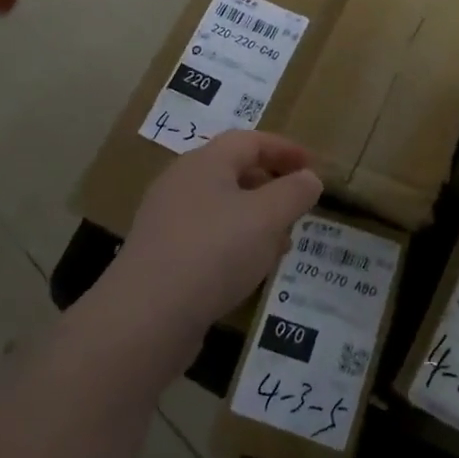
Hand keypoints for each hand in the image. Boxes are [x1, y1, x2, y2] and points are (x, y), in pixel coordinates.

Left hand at [109, 130, 323, 354]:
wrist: (146, 317)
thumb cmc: (214, 252)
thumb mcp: (267, 217)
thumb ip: (294, 192)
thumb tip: (309, 178)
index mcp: (205, 162)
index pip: (250, 141)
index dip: (285, 149)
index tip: (312, 166)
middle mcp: (181, 183)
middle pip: (233, 171)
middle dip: (271, 185)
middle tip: (298, 206)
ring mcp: (166, 220)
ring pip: (221, 207)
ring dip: (255, 219)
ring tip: (281, 243)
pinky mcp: (161, 256)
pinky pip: (206, 237)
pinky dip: (234, 243)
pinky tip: (248, 271)